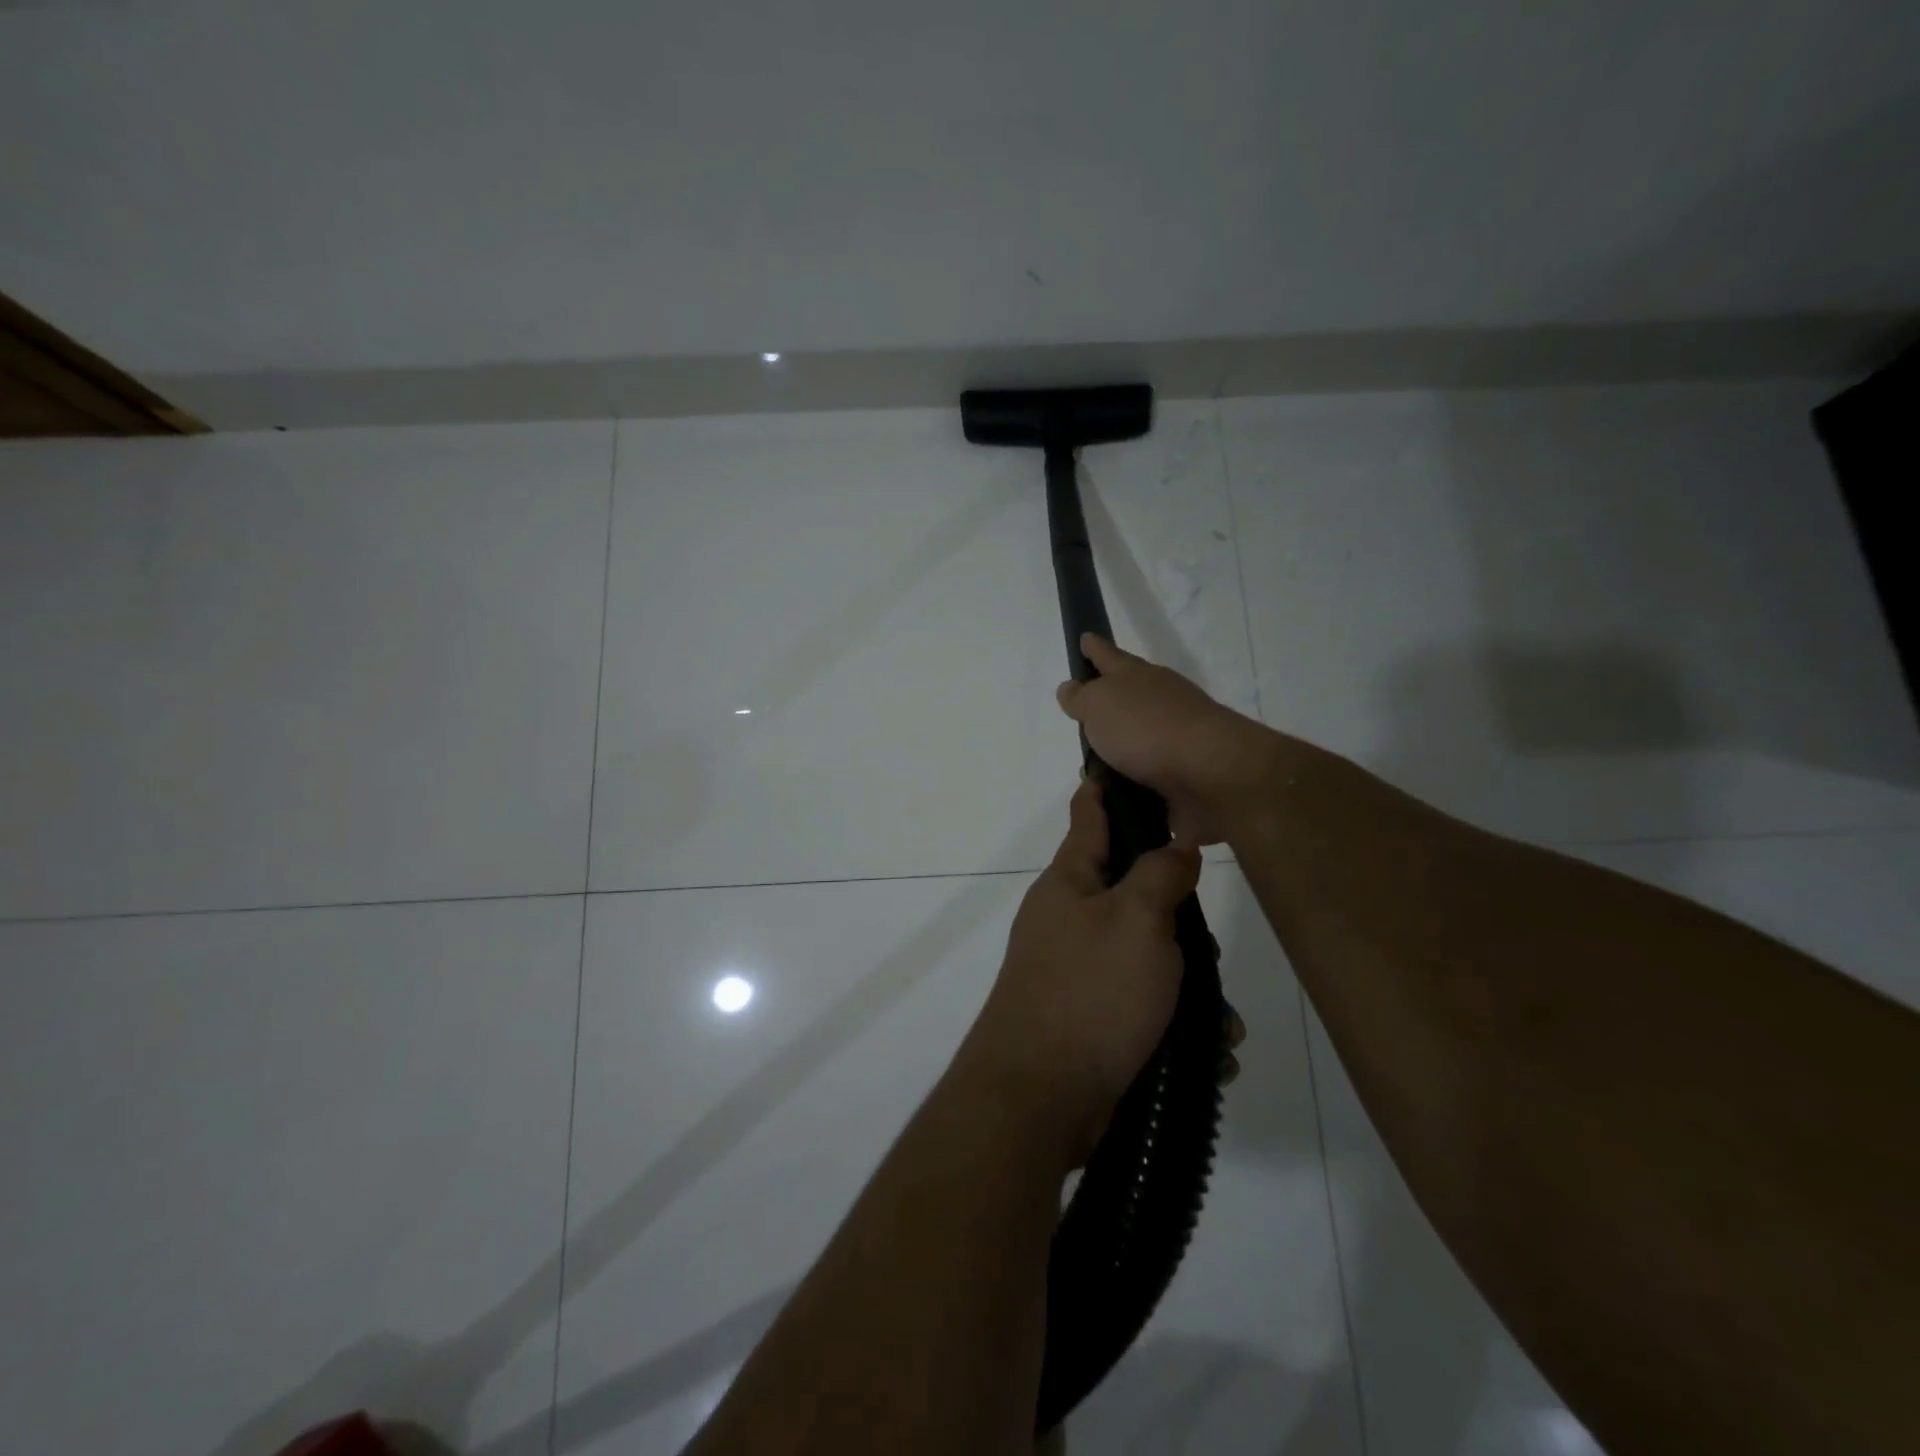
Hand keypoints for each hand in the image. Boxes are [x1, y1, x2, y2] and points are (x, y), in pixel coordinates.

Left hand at [956, 778, 1201, 1162]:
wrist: (1040, 1096)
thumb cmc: (1090, 992)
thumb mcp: (1137, 920)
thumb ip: (1160, 876)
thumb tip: (1175, 848)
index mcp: (1068, 884)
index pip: (1088, 818)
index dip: (1102, 791)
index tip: (1113, 765)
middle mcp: (1067, 922)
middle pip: (1130, 895)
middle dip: (1176, 918)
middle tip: (1209, 939)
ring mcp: (1074, 973)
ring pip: (1146, 960)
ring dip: (1188, 988)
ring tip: (1224, 1024)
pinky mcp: (1088, 1022)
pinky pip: (1142, 1009)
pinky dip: (1176, 1028)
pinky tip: (1209, 1055)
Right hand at [1055, 634, 1271, 845]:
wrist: (1210, 774)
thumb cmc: (1147, 729)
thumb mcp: (1099, 704)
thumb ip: (1081, 697)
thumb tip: (1072, 688)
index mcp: (1138, 678)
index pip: (1109, 657)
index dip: (1094, 649)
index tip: (1085, 638)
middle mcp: (1159, 703)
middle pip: (1128, 698)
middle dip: (1106, 705)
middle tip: (1081, 715)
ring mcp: (1174, 739)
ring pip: (1136, 741)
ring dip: (1116, 753)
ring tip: (1089, 769)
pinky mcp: (1182, 777)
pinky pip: (1145, 777)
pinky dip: (1129, 783)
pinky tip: (1112, 796)